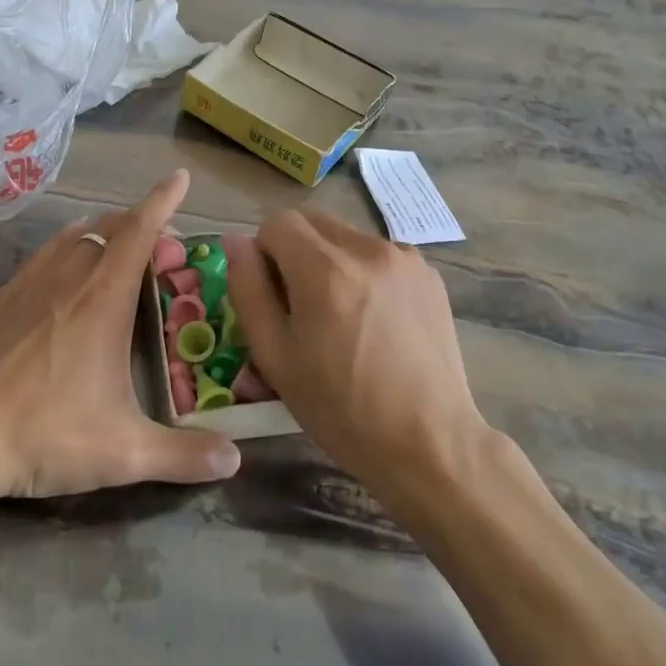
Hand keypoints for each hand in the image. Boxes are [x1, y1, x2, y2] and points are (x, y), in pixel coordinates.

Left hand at [0, 171, 240, 536]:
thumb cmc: (44, 435)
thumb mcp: (123, 453)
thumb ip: (183, 455)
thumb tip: (235, 461)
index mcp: (104, 299)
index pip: (140, 231)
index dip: (163, 200)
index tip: (179, 177)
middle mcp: (69, 277)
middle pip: (109, 227)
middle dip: (140, 222)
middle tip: (160, 245)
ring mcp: (29, 283)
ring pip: (74, 236)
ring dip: (103, 232)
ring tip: (118, 247)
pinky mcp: (0, 299)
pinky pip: (44, 254)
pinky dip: (67, 247)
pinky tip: (64, 272)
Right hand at [225, 209, 487, 489]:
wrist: (429, 443)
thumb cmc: (341, 409)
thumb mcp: (276, 356)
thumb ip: (248, 290)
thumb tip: (236, 241)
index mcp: (324, 269)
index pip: (277, 222)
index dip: (264, 253)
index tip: (272, 295)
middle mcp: (367, 249)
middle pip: (312, 221)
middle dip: (295, 250)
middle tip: (301, 304)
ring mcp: (404, 258)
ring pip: (345, 236)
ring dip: (330, 260)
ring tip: (341, 316)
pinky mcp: (428, 274)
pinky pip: (379, 254)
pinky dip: (364, 272)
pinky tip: (375, 320)